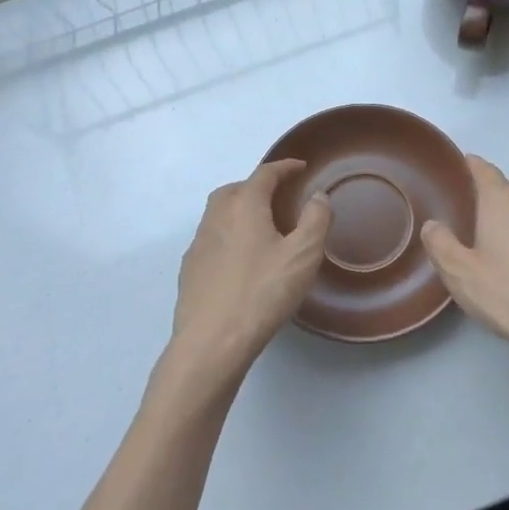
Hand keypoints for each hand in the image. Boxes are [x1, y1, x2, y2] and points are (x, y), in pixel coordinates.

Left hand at [169, 159, 331, 380]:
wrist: (211, 342)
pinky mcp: (190, 270)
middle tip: (279, 196)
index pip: (264, 174)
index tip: (300, 167)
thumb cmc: (262, 293)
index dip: (284, 167)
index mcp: (244, 206)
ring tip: (261, 226)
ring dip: (240, 210)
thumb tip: (318, 195)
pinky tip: (241, 259)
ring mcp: (198, 244)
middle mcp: (216, 217)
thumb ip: (315, 220)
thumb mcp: (302, 255)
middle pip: (235, 189)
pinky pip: (212, 239)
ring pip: (219, 213)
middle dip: (257, 186)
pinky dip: (228, 235)